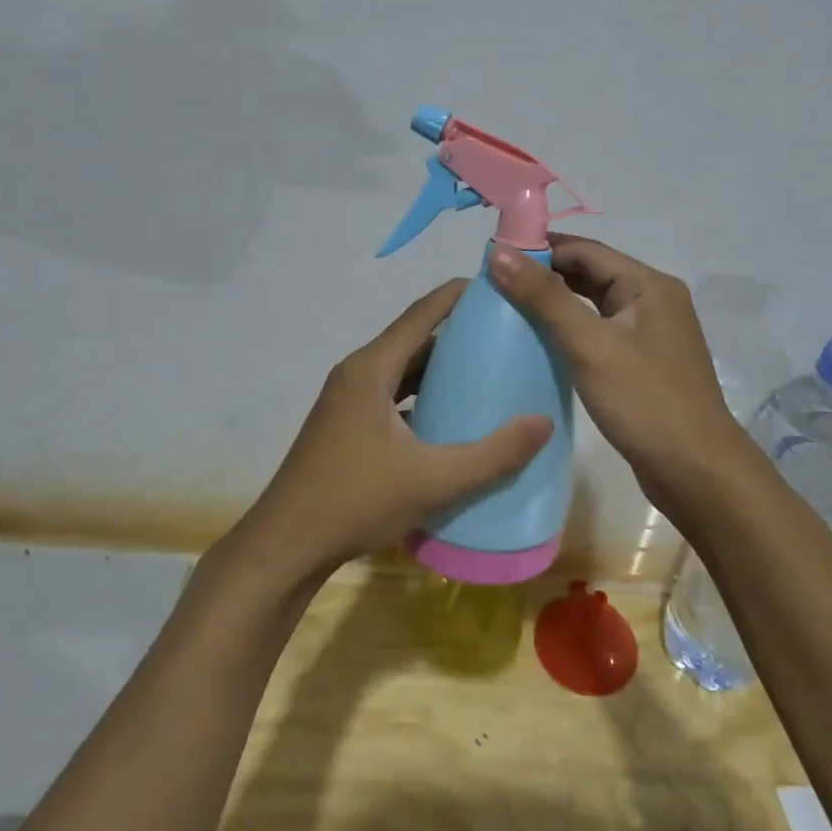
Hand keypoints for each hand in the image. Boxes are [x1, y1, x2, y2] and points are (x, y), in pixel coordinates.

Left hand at [235, 279, 554, 585]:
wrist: (287, 545)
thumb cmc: (356, 502)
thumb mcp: (433, 480)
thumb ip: (492, 455)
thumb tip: (543, 423)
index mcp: (371, 369)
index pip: (421, 314)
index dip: (457, 295)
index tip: (497, 285)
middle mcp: (356, 374)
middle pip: (413, 339)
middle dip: (457, 332)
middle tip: (504, 334)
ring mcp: (347, 400)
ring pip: (401, 369)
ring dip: (439, 367)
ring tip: (486, 370)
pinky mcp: (345, 425)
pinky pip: (391, 394)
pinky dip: (421, 394)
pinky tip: (450, 416)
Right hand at [488, 237, 747, 511]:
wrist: (696, 471)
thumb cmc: (644, 401)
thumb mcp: (590, 345)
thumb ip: (544, 297)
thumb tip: (500, 252)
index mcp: (648, 285)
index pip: (585, 250)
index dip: (539, 249)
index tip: (494, 259)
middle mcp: (653, 300)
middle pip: (591, 273)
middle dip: (545, 275)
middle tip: (495, 286)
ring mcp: (650, 333)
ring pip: (594, 304)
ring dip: (556, 303)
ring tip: (509, 310)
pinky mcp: (643, 362)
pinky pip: (600, 332)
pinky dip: (570, 330)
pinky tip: (541, 343)